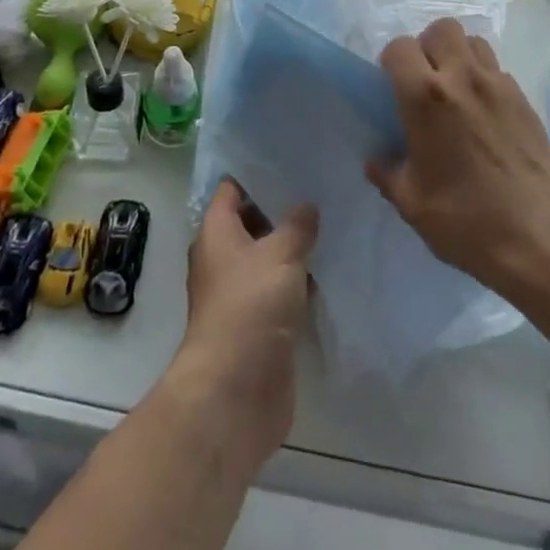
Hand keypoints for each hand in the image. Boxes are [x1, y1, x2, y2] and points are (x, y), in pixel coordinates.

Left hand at [170, 179, 317, 468]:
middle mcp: (223, 260)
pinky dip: (300, 282)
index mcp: (216, 234)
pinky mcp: (259, 326)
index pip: (231, 190)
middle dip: (282, 209)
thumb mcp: (280, 254)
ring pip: (269, 259)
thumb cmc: (250, 306)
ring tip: (332, 222)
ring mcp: (240, 295)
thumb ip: (297, 225)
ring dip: (294, 248)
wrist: (236, 390)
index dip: (256, 173)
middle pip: (252, 223)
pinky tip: (329, 269)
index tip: (289, 159)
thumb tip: (307, 205)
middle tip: (321, 188)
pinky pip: (281, 292)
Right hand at [368, 19, 549, 302]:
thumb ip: (388, 173)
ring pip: (473, 41)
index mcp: (425, 97)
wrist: (538, 237)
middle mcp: (461, 77)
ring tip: (455, 89)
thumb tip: (377, 160)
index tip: (392, 87)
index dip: (391, 62)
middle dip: (427, 47)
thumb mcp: (411, 203)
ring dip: (458, 55)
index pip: (399, 47)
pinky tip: (483, 113)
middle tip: (425, 81)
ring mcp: (498, 84)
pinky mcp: (523, 98)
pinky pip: (497, 69)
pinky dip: (483, 78)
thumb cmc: (465, 220)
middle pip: (440, 29)